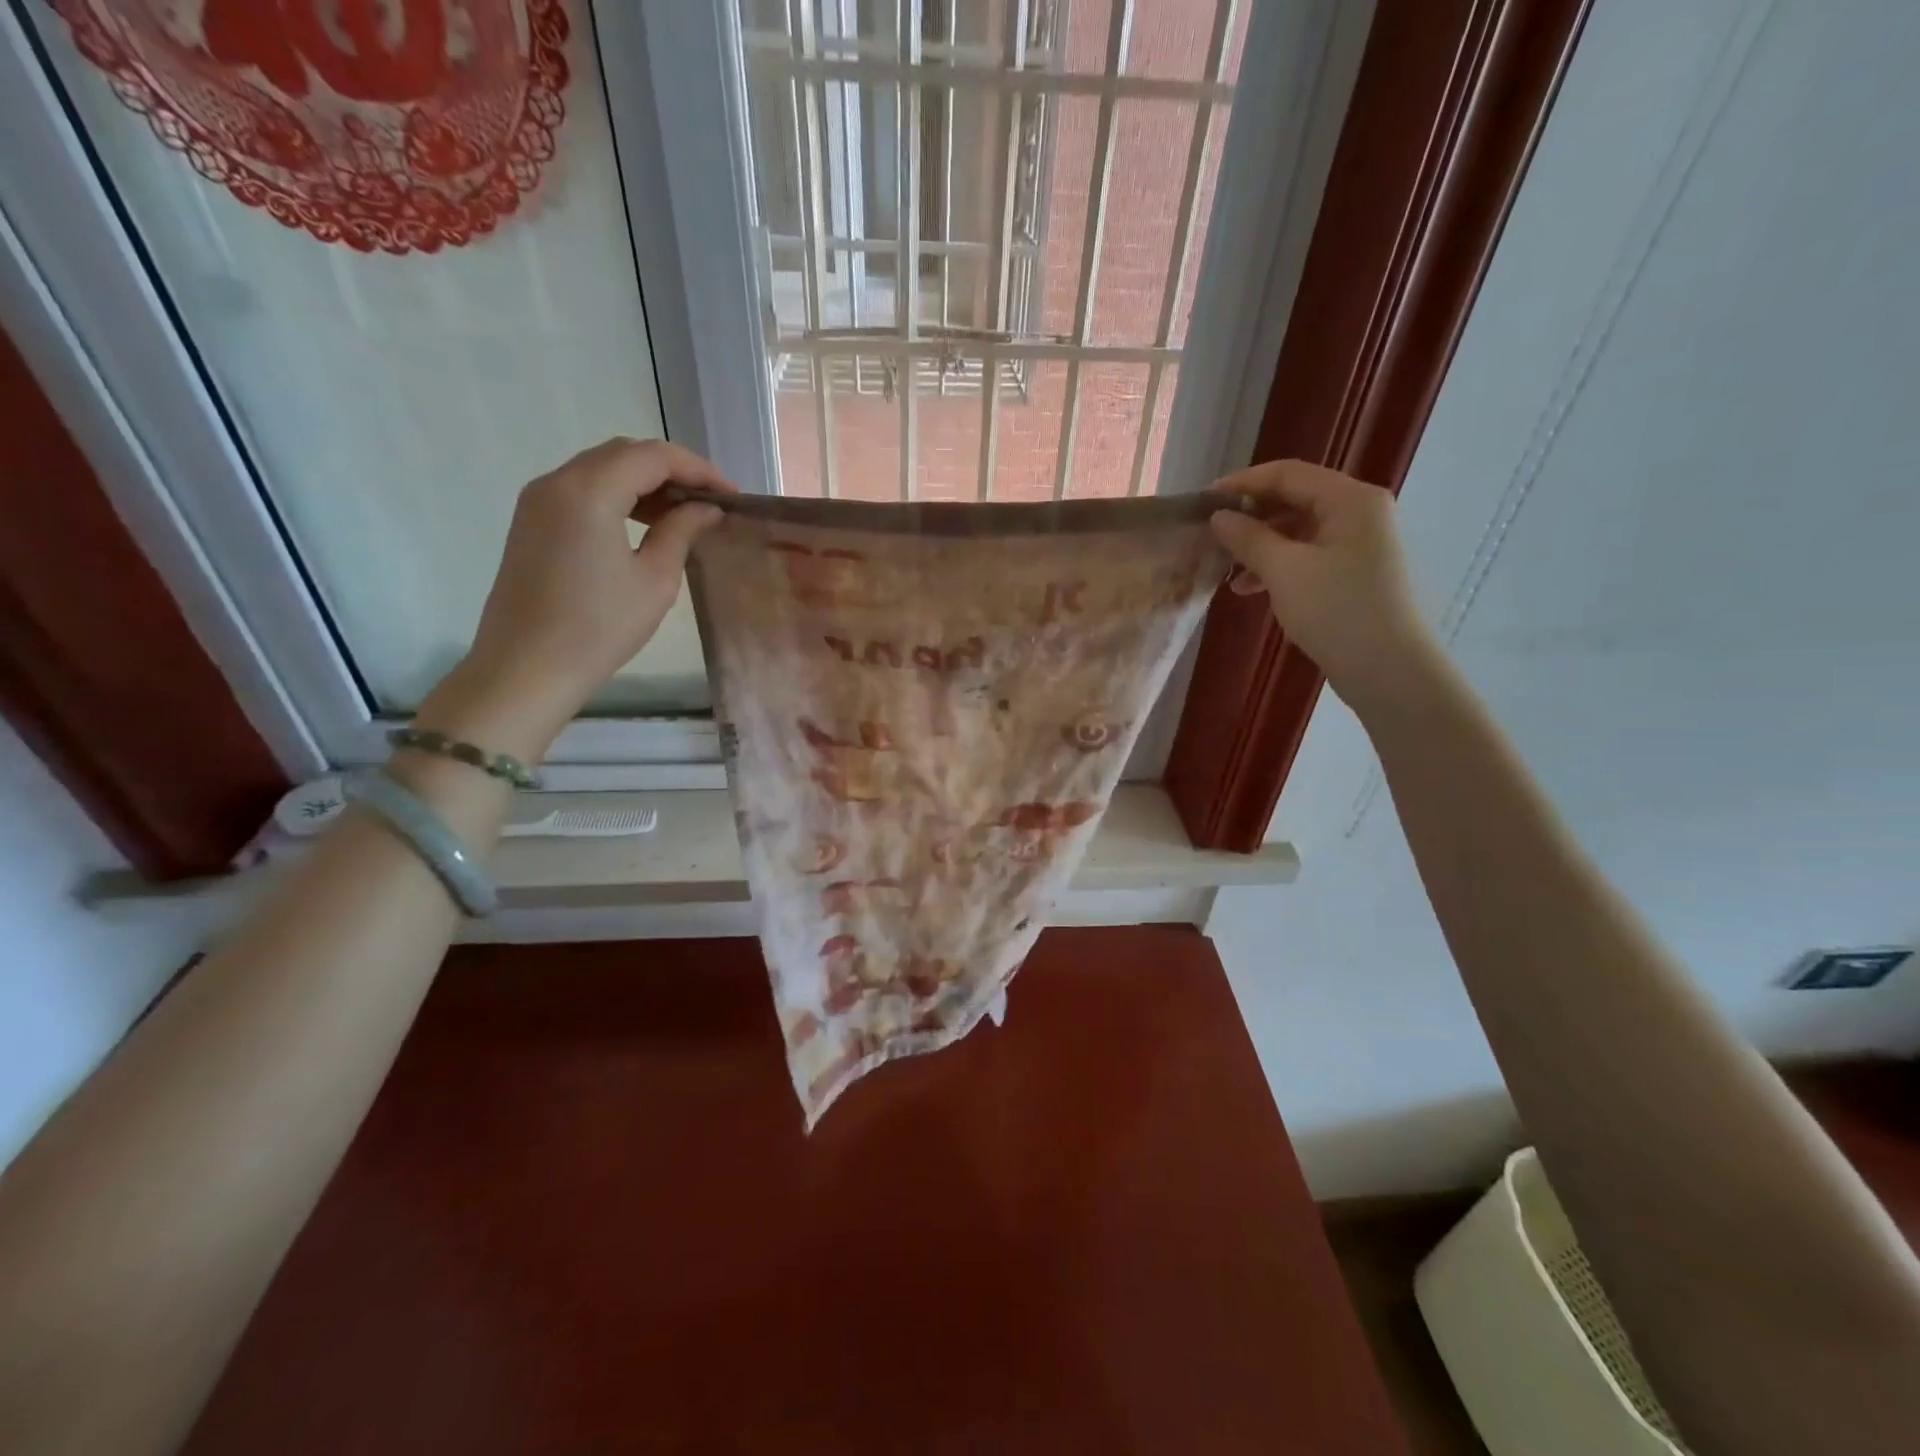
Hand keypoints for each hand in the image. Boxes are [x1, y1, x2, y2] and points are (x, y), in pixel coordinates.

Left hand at [418, 438, 732, 758]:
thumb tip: (704, 509)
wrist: (527, 667)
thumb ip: (680, 531)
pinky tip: (643, 524)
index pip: (653, 456)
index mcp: (590, 490)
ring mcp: (538, 500)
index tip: (731, 496)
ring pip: (601, 469)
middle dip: (672, 471)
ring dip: (645, 483)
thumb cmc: (599, 627)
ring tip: (682, 515)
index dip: (698, 470)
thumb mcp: (655, 580)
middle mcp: (558, 481)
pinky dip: (618, 496)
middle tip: (709, 502)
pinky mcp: (532, 521)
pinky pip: (582, 489)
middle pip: (624, 454)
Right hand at [1209, 460, 1441, 717]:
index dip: (1243, 483)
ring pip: (1298, 531)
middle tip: (1212, 534)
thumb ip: (1249, 538)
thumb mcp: (1284, 571)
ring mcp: (1358, 544)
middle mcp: (1358, 512)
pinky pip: (1307, 556)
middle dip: (1250, 516)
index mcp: (1349, 499)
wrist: (1388, 669)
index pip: (1288, 473)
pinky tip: (1248, 588)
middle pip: (1294, 499)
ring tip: (1225, 568)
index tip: (1204, 502)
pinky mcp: (1353, 573)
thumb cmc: (1337, 611)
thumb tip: (1219, 517)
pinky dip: (1277, 566)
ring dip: (1259, 545)